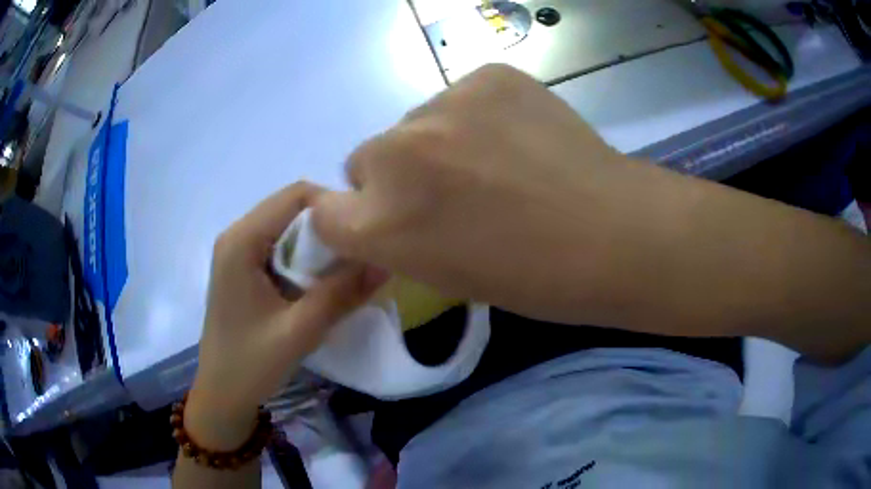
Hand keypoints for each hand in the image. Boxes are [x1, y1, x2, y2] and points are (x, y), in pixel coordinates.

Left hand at [186, 182, 387, 448]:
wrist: (221, 394)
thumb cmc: (251, 365)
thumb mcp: (299, 331)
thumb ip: (341, 294)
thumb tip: (385, 262)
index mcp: (242, 241)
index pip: (295, 195)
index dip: (333, 207)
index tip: (361, 235)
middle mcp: (237, 236)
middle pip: (291, 208)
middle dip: (327, 227)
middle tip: (359, 256)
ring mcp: (237, 252)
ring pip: (287, 228)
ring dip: (317, 245)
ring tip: (344, 271)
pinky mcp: (242, 268)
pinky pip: (279, 247)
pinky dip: (303, 258)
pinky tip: (318, 284)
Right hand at [311, 64, 694, 326]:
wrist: (613, 234)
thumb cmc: (532, 278)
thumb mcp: (443, 275)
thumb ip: (396, 237)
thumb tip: (385, 203)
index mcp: (381, 224)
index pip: (325, 212)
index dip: (354, 216)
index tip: (385, 218)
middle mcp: (396, 156)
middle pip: (365, 157)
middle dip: (395, 175)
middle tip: (452, 191)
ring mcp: (443, 106)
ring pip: (413, 123)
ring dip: (436, 141)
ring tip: (495, 163)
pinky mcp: (487, 76)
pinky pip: (459, 96)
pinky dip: (476, 115)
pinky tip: (517, 135)